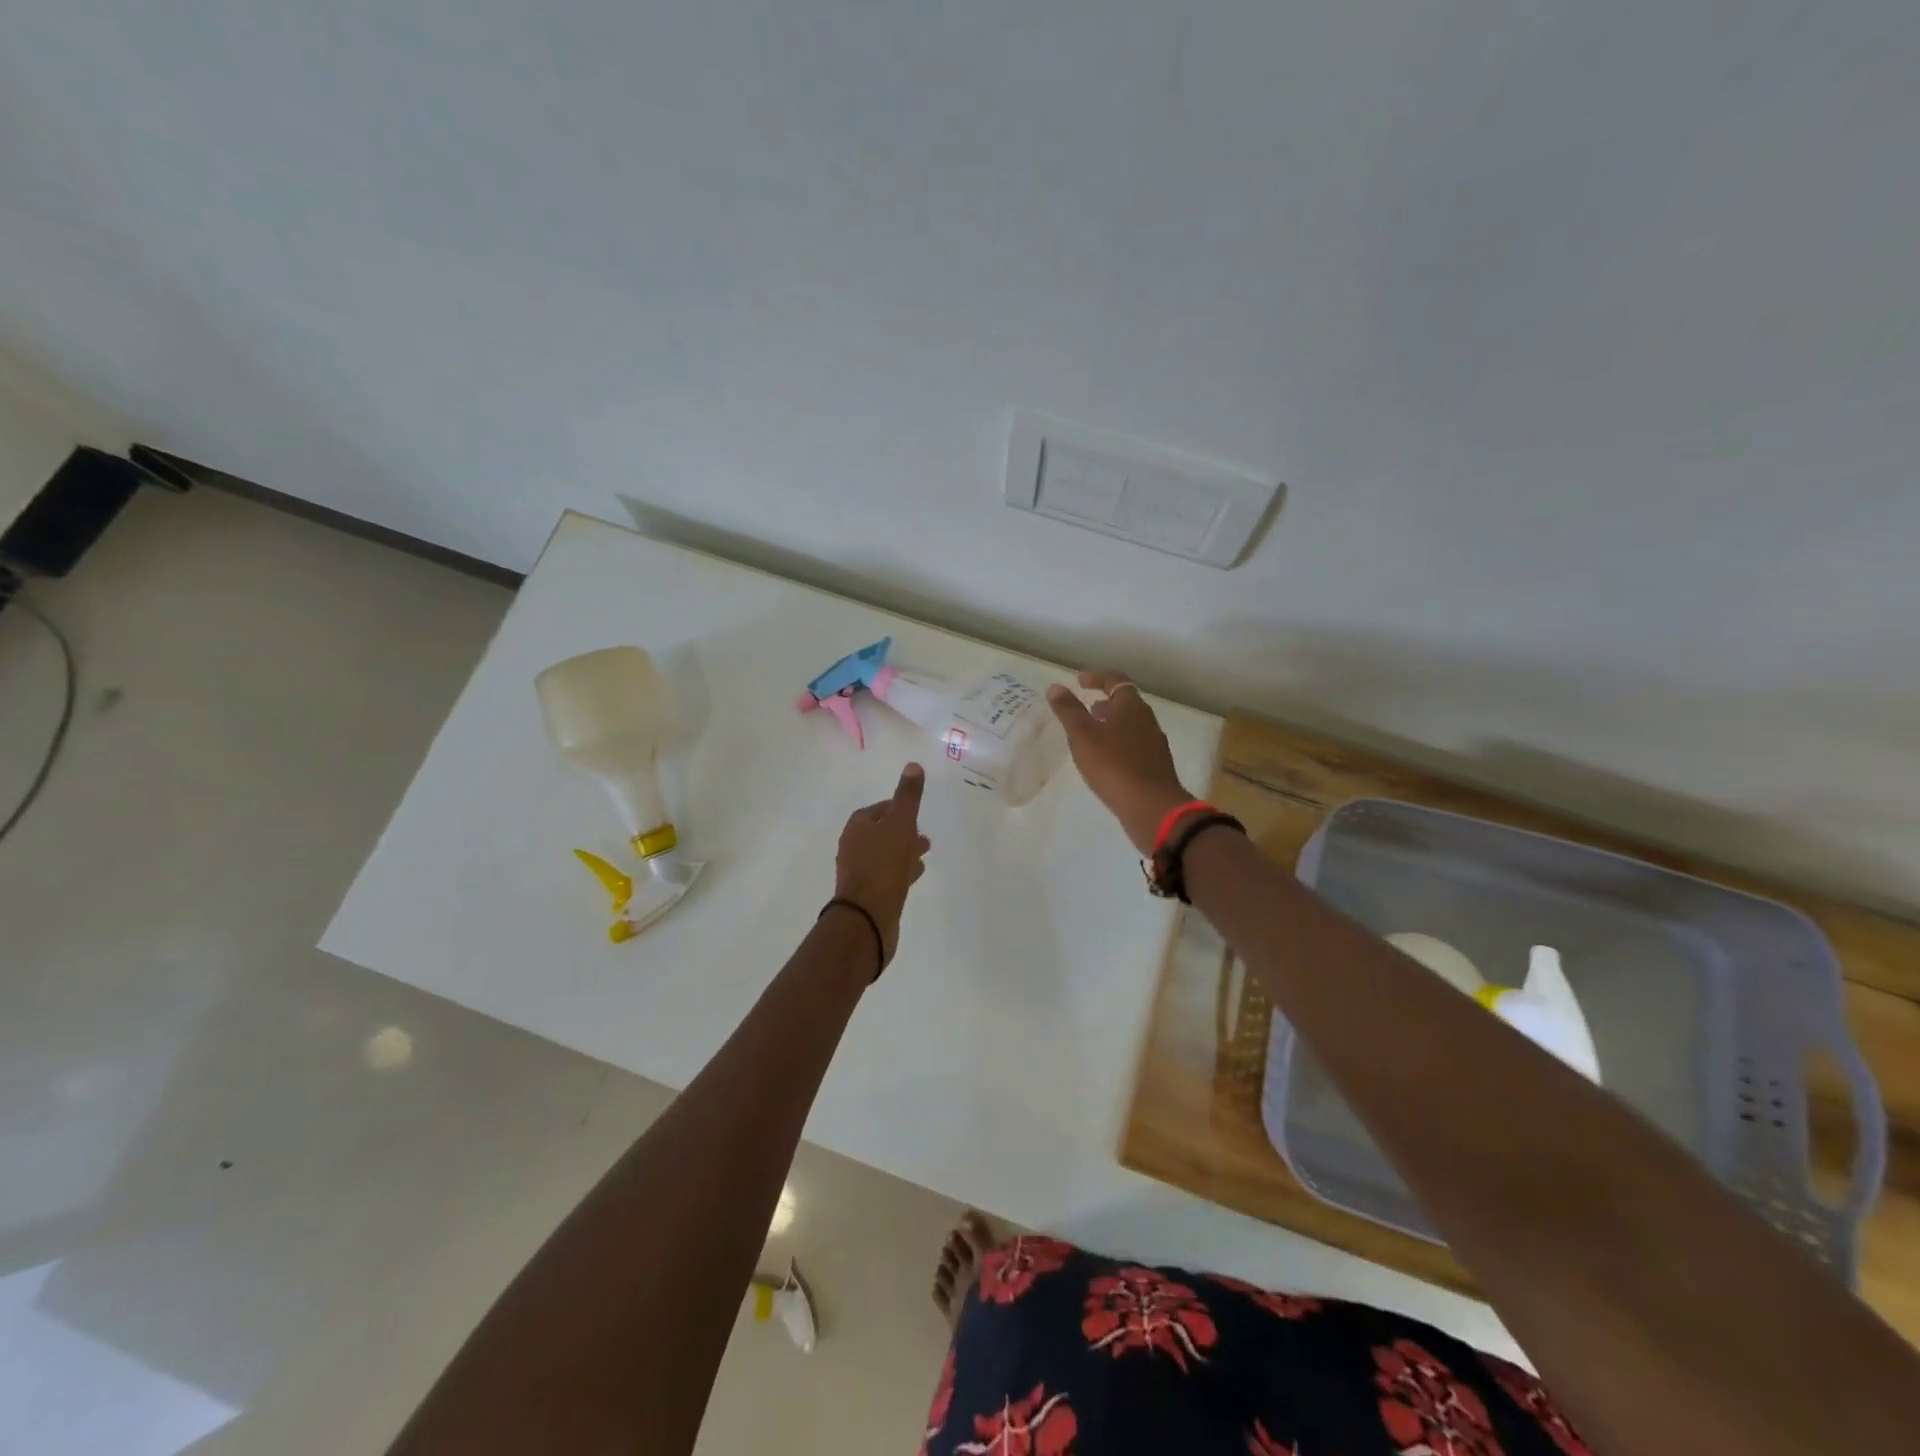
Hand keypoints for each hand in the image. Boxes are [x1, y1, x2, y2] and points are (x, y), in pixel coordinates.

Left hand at [832, 763, 930, 969]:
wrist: (867, 918)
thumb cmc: (883, 865)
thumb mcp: (900, 825)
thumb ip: (908, 797)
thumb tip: (913, 765)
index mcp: (857, 827)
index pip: (878, 810)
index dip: (897, 808)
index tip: (915, 811)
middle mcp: (853, 847)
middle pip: (881, 833)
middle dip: (903, 831)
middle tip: (924, 836)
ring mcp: (859, 873)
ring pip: (885, 855)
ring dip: (904, 852)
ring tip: (924, 855)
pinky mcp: (868, 894)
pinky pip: (887, 875)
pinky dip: (901, 871)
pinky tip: (915, 876)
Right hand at [1046, 671, 1192, 854]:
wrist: (1152, 808)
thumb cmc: (1114, 766)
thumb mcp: (1083, 736)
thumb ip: (1069, 711)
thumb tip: (1056, 687)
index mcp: (1131, 707)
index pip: (1116, 680)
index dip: (1097, 677)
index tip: (1079, 681)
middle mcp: (1147, 721)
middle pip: (1126, 703)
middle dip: (1105, 702)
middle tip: (1086, 709)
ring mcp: (1154, 745)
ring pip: (1130, 726)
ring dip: (1111, 725)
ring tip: (1091, 736)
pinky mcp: (1154, 767)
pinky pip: (1134, 746)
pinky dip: (1118, 744)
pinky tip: (1105, 762)